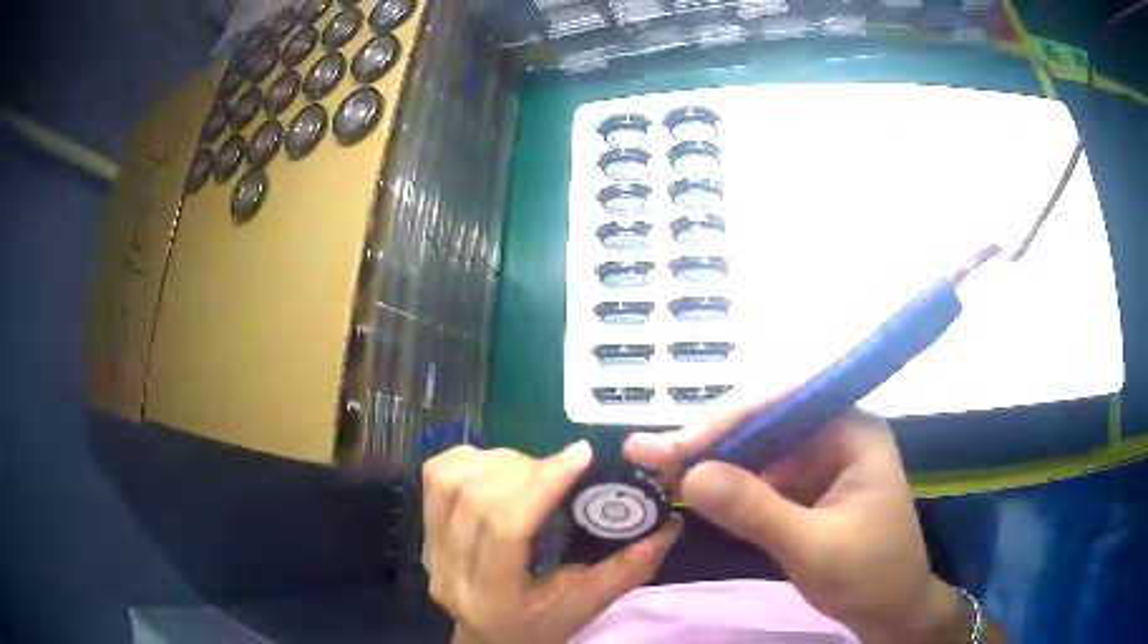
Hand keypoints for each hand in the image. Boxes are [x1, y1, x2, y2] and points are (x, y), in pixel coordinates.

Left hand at [422, 442, 681, 643]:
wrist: (491, 640)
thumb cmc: (542, 627)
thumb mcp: (589, 604)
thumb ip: (630, 566)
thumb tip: (669, 522)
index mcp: (494, 597)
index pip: (505, 526)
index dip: (542, 482)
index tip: (580, 455)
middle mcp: (451, 572)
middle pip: (476, 497)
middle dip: (525, 468)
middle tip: (561, 467)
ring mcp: (431, 551)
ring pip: (450, 480)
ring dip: (495, 461)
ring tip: (530, 469)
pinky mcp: (423, 534)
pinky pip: (434, 476)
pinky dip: (467, 460)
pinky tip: (495, 468)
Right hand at [625, 394, 991, 643]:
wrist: (891, 613)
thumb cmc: (869, 576)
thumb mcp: (814, 547)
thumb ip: (756, 511)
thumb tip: (689, 475)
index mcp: (853, 431)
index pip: (787, 403)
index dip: (731, 418)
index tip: (682, 447)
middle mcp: (834, 436)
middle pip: (765, 422)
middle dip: (710, 438)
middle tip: (652, 455)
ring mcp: (817, 463)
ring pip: (755, 449)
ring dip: (708, 459)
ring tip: (656, 466)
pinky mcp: (803, 490)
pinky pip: (758, 477)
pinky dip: (723, 484)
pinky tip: (689, 486)